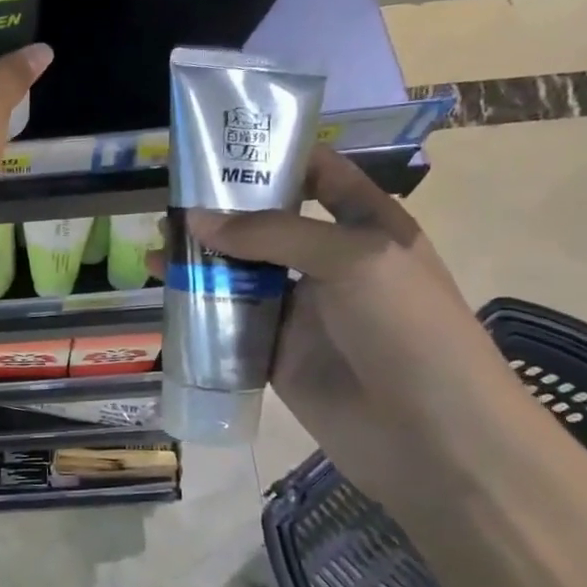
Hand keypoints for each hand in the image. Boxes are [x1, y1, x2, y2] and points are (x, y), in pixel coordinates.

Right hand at [189, 147, 548, 516]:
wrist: (431, 437)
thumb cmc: (407, 328)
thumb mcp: (352, 258)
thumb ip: (272, 233)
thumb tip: (194, 220)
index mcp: (366, 225)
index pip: (319, 174)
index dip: (275, 157)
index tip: (220, 149)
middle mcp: (329, 261)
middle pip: (268, 223)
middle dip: (222, 211)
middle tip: (170, 202)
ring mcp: (301, 309)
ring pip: (241, 273)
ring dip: (202, 259)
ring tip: (155, 247)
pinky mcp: (276, 353)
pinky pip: (231, 322)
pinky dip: (200, 308)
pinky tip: (166, 296)